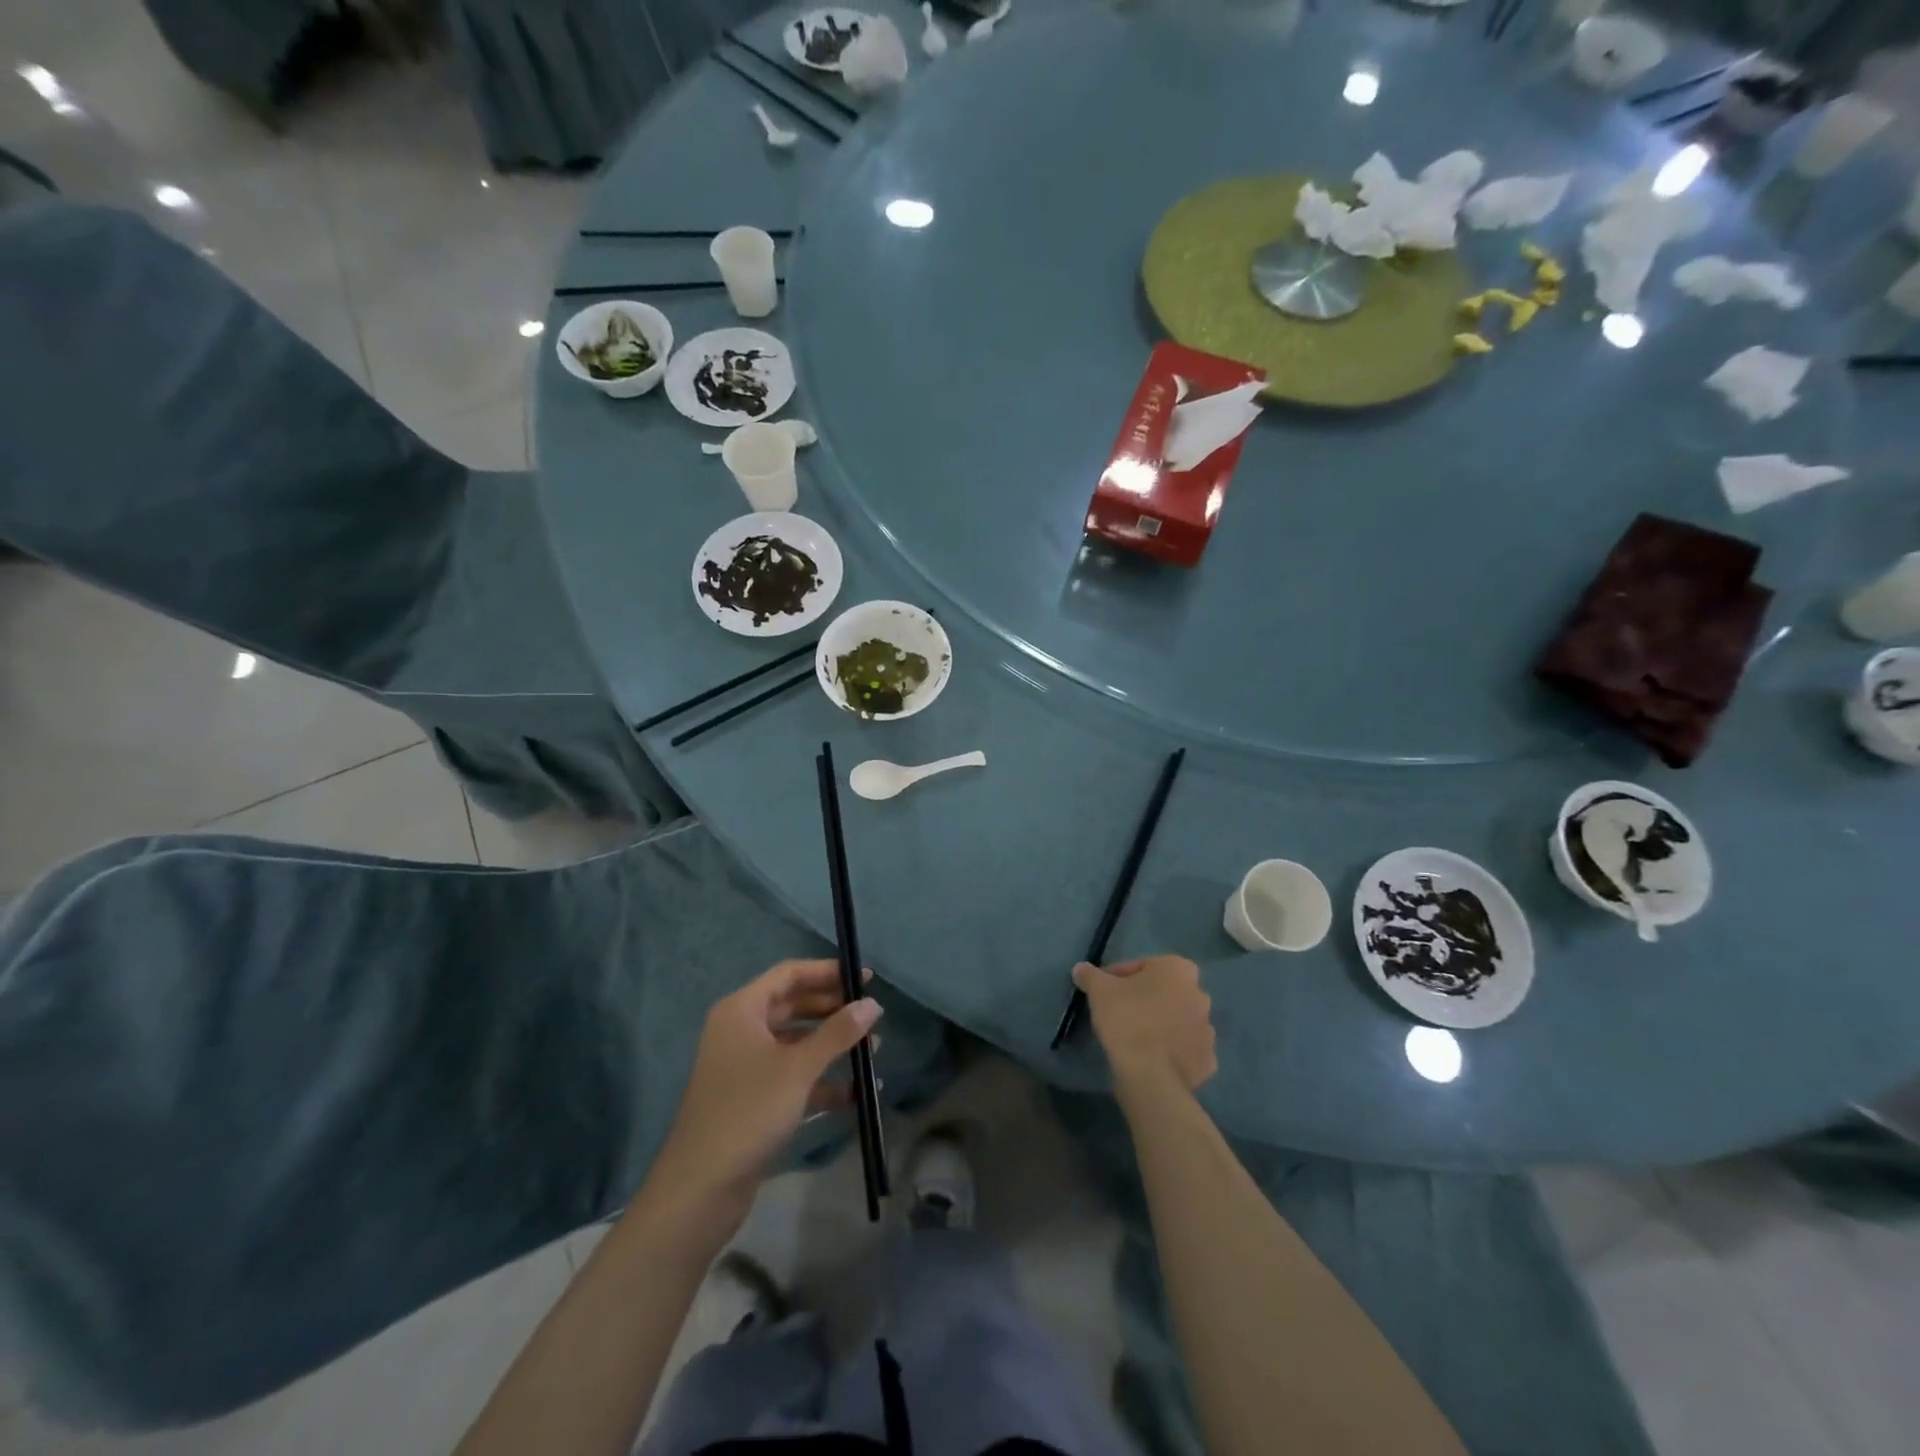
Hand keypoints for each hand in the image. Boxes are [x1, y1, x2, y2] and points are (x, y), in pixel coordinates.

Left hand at [647, 959, 881, 1230]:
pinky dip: (821, 1080)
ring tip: (872, 1051)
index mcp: (741, 1011)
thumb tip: (872, 1004)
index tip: (865, 978)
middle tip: (871, 1014)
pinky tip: (854, 1094)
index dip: (828, 972)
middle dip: (833, 1010)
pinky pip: (792, 1076)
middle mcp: (740, 1031)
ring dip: (832, 1045)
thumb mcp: (798, 1068)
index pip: (789, 974)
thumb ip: (838, 1032)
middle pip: (793, 1006)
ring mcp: (745, 1066)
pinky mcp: (753, 1099)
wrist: (701, 1189)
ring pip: (796, 1043)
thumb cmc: (748, 1111)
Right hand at [1073, 955, 1216, 1092]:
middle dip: (1145, 999)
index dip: (1118, 977)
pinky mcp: (1208, 1060)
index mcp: (1178, 969)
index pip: (1141, 966)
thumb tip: (1081, 968)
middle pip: (1164, 992)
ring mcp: (1208, 1029)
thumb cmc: (1127, 1020)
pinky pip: (1185, 1048)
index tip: (1103, 992)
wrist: (1150, 1075)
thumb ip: (1090, 975)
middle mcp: (1200, 994)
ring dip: (1160, 1023)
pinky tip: (1152, 1057)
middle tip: (1120, 1012)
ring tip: (1135, 1037)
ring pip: (1177, 1020)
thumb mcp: (1099, 991)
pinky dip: (1171, 1050)